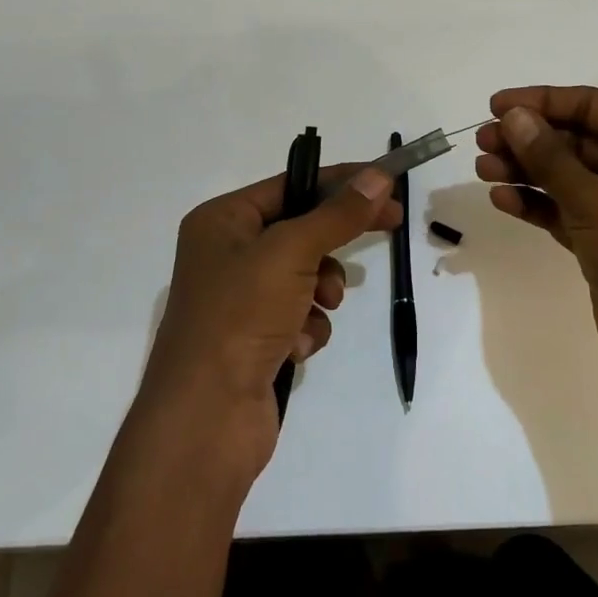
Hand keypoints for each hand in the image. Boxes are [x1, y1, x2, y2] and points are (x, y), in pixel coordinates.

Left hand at [137, 163, 399, 477]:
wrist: (205, 420)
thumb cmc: (240, 317)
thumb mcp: (292, 252)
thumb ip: (338, 214)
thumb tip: (378, 176)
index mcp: (222, 221)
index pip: (291, 184)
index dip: (341, 182)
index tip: (387, 183)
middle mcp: (227, 253)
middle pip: (301, 228)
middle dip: (336, 238)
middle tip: (392, 226)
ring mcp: (240, 298)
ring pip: (306, 273)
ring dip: (322, 289)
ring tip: (320, 307)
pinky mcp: (254, 337)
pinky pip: (300, 314)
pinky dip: (308, 326)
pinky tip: (297, 347)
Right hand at [475, 86, 597, 409]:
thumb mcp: (596, 200)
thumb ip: (550, 156)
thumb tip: (513, 116)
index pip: (592, 106)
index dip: (542, 102)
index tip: (494, 106)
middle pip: (576, 139)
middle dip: (529, 139)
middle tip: (482, 142)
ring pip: (567, 176)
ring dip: (526, 170)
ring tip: (483, 169)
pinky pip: (565, 210)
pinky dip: (536, 204)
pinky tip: (503, 200)